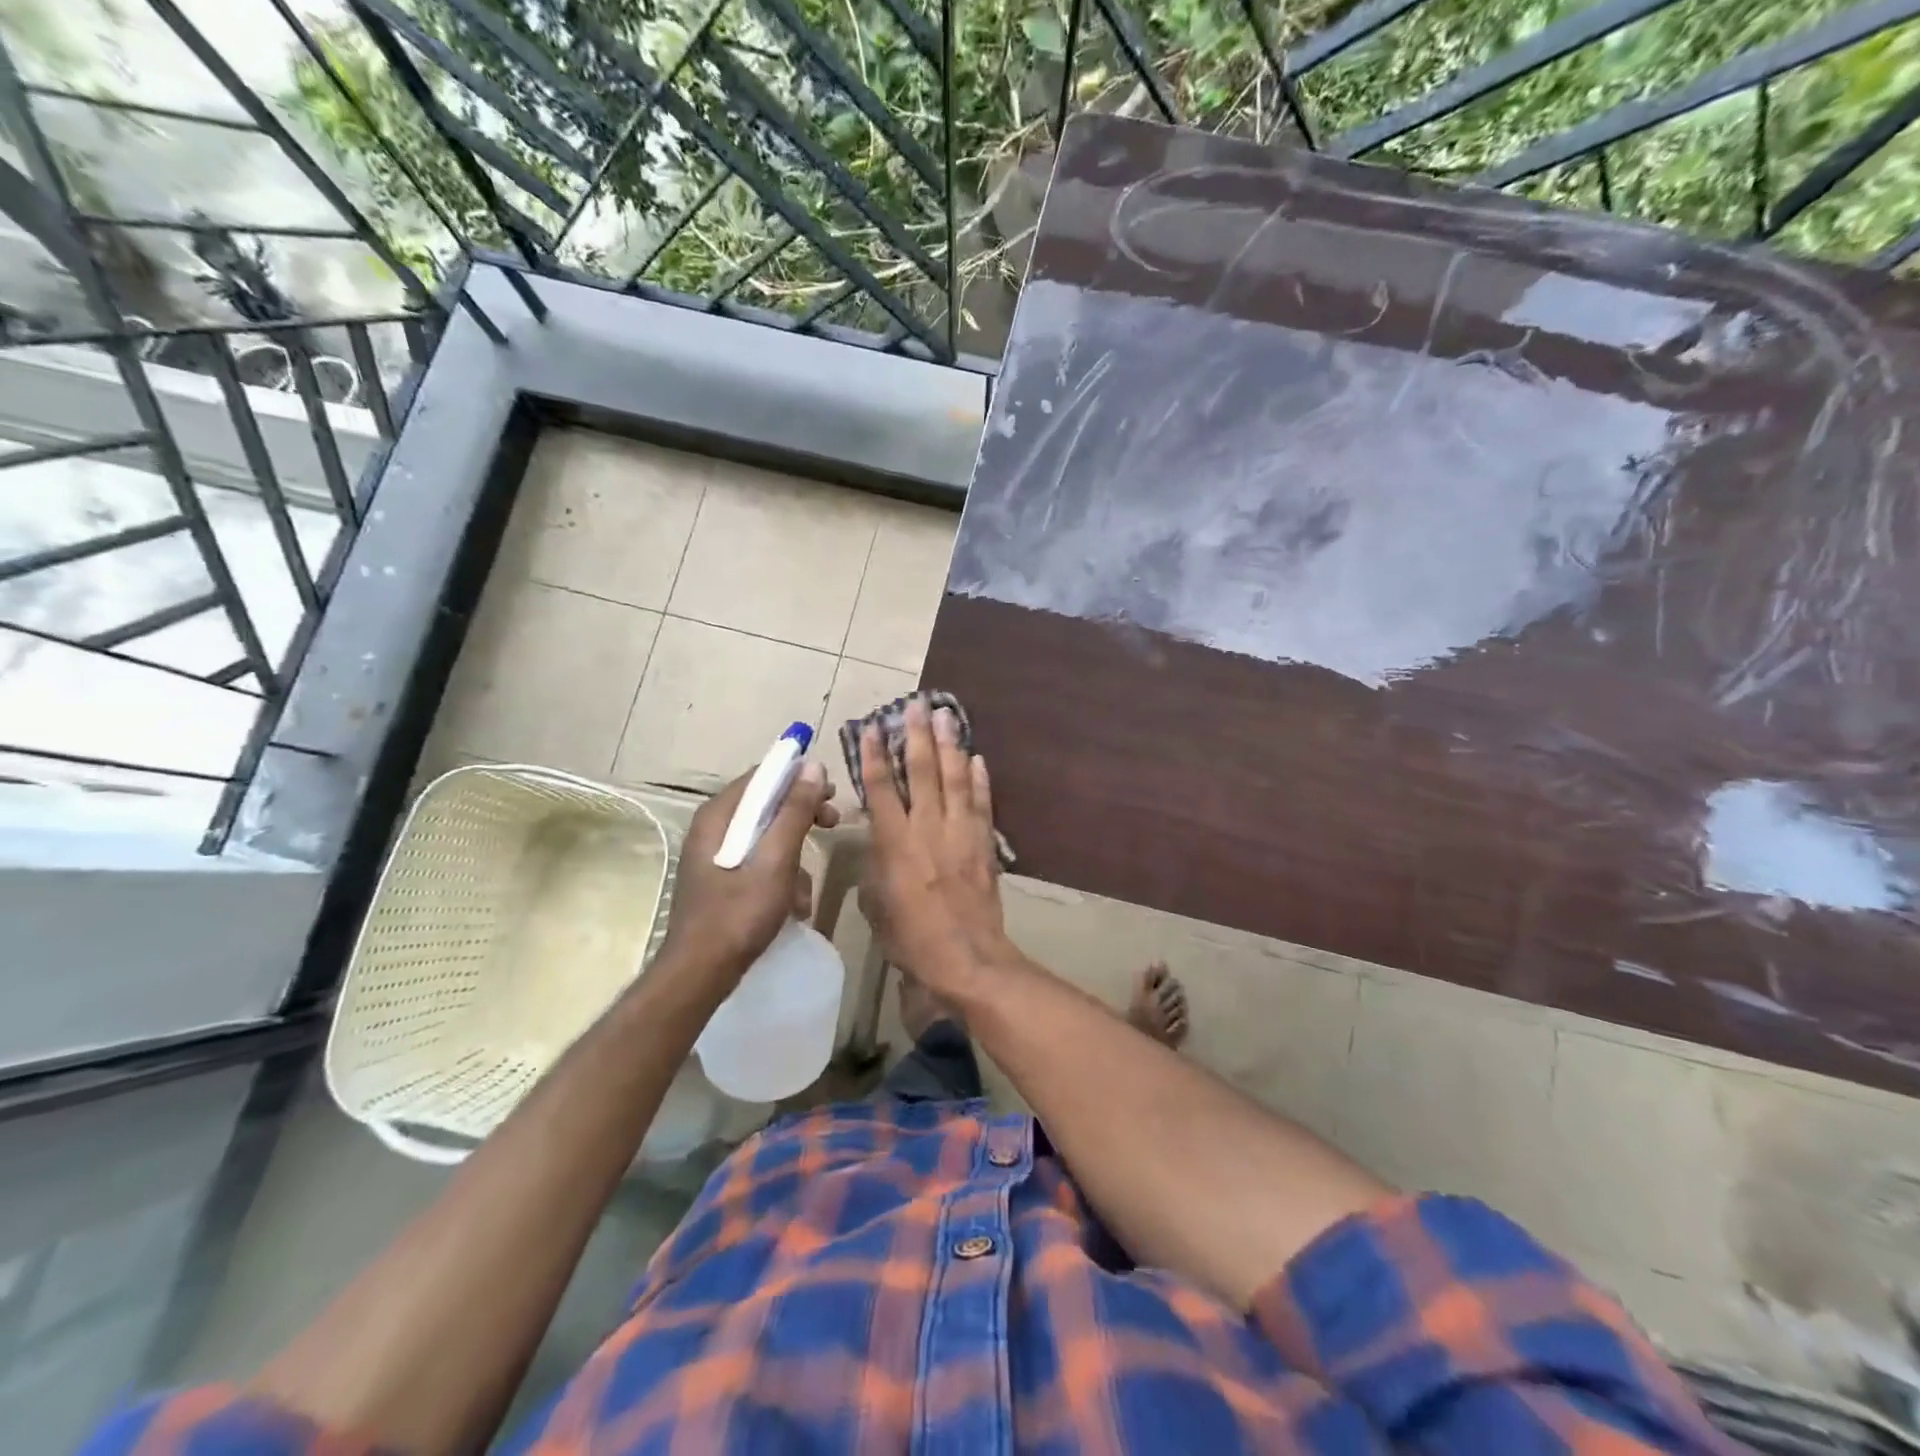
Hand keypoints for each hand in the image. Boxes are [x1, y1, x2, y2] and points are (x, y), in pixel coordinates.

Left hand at [659, 760, 837, 989]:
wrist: (701, 972)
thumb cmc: (739, 913)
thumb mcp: (776, 860)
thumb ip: (794, 813)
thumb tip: (812, 767)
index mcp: (718, 816)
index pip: (762, 776)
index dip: (799, 778)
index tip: (830, 792)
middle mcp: (713, 828)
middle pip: (765, 804)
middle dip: (802, 815)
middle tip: (832, 823)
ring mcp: (715, 855)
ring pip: (765, 836)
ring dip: (794, 853)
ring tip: (808, 886)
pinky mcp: (722, 879)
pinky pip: (759, 861)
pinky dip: (780, 875)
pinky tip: (794, 903)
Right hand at [859, 701, 1010, 991]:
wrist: (966, 958)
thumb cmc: (911, 939)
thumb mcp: (876, 905)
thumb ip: (875, 866)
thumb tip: (878, 844)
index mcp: (895, 843)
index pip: (881, 789)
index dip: (874, 755)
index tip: (871, 726)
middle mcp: (928, 828)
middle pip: (922, 771)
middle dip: (918, 735)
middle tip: (917, 704)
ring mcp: (960, 833)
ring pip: (955, 779)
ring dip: (950, 745)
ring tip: (948, 715)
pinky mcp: (984, 844)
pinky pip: (982, 804)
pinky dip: (981, 780)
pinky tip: (978, 758)